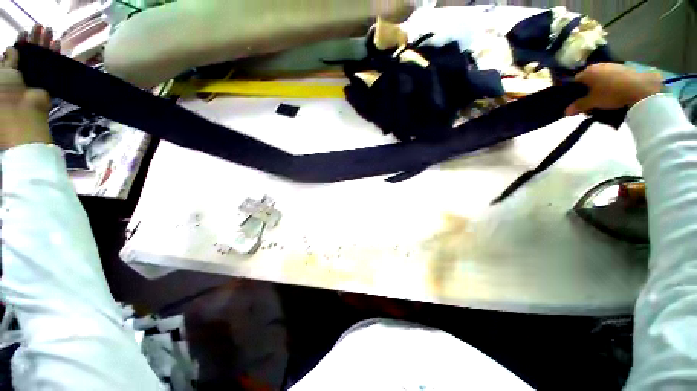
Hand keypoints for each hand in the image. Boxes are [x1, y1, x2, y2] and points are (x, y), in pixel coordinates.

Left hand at [0, 25, 59, 149]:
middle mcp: (22, 72)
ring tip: (50, 31)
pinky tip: (57, 44)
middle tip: (41, 27)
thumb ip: (9, 60)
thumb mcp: (4, 73)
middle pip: (29, 52)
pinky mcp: (47, 81)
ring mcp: (35, 77)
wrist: (23, 113)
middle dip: (35, 39)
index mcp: (9, 70)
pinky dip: (54, 54)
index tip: (25, 32)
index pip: (15, 51)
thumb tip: (12, 47)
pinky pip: (52, 65)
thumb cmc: (6, 93)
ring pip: (41, 56)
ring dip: (45, 43)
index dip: (20, 41)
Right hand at [565, 63, 662, 115]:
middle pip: (588, 79)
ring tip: (603, 99)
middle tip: (589, 102)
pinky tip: (614, 93)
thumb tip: (565, 112)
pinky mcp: (624, 69)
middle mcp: (598, 66)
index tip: (576, 101)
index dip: (574, 92)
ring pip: (600, 78)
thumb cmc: (611, 93)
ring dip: (599, 87)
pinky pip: (612, 78)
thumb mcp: (592, 102)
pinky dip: (610, 85)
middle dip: (587, 90)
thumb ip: (578, 106)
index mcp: (587, 72)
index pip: (574, 81)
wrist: (640, 88)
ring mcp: (612, 66)